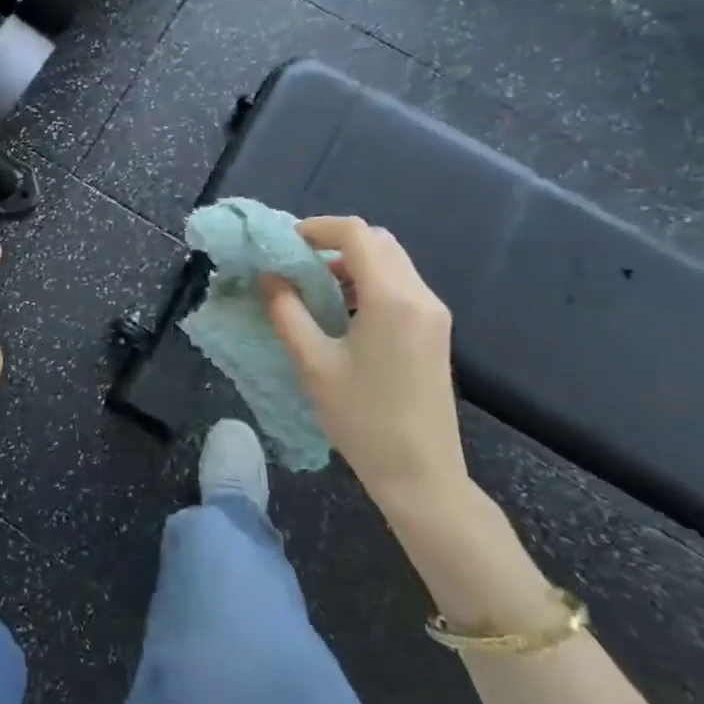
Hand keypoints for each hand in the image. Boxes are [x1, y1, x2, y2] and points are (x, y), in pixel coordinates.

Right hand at [262, 216, 467, 513]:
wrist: (422, 476)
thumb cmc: (362, 420)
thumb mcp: (313, 364)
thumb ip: (286, 310)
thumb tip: (269, 275)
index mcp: (392, 298)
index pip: (356, 233)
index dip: (317, 228)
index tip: (285, 243)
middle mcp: (420, 296)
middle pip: (377, 241)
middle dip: (334, 242)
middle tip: (297, 262)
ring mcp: (433, 313)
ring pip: (391, 261)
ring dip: (352, 261)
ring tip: (314, 287)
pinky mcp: (435, 331)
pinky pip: (401, 284)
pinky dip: (369, 281)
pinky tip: (344, 311)